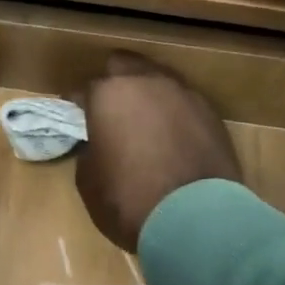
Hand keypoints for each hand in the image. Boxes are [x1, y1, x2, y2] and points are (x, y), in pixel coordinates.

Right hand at [77, 52, 240, 252]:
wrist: (198, 219)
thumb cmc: (130, 200)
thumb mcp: (89, 182)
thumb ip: (91, 152)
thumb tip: (100, 146)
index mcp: (108, 94)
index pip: (82, 90)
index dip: (75, 105)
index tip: (73, 117)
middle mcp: (146, 82)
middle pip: (123, 66)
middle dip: (112, 82)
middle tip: (108, 109)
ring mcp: (183, 94)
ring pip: (158, 79)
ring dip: (147, 94)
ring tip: (143, 119)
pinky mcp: (211, 113)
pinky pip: (183, 102)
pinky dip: (173, 113)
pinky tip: (171, 135)